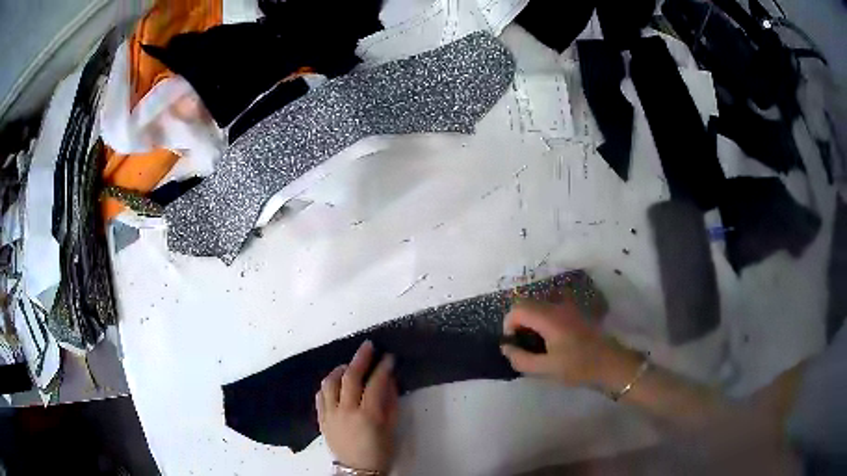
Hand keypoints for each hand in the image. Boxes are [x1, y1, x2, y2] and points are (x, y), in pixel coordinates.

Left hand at [317, 341, 398, 473]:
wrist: (358, 470)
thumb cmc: (380, 451)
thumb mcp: (391, 428)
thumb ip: (390, 403)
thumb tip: (389, 380)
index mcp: (368, 415)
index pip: (375, 384)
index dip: (383, 367)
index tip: (389, 356)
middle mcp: (346, 411)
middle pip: (350, 378)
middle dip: (360, 359)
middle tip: (368, 346)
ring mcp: (331, 415)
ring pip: (330, 383)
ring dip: (340, 370)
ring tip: (348, 365)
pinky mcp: (322, 419)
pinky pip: (320, 396)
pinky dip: (327, 385)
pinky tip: (335, 382)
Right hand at [500, 298, 624, 388]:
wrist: (610, 364)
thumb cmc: (578, 367)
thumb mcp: (546, 369)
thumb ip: (521, 358)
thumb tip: (505, 347)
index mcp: (549, 318)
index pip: (518, 309)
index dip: (508, 325)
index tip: (512, 344)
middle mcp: (557, 306)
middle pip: (527, 304)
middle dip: (518, 322)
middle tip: (522, 344)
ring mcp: (568, 307)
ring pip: (539, 305)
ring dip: (531, 320)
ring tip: (535, 343)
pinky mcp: (575, 311)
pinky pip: (551, 308)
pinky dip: (543, 319)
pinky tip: (550, 338)